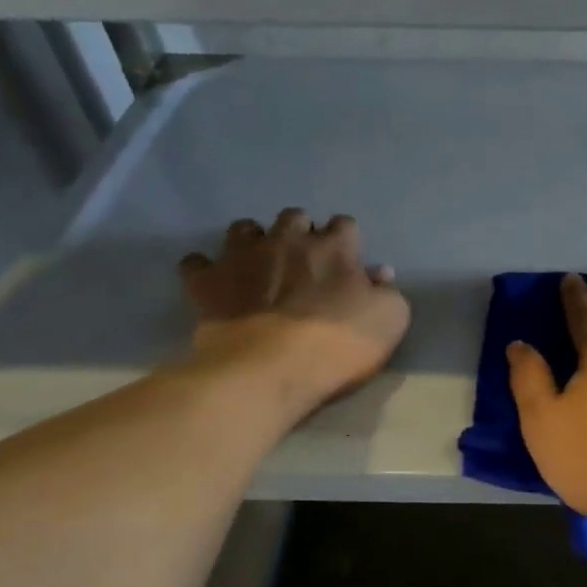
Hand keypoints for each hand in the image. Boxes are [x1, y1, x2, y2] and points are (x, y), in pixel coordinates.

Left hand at [179, 210, 408, 411]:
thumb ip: (388, 292)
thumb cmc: (339, 344)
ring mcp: (243, 258)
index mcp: (335, 248)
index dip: (347, 240)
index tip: (348, 261)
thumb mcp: (390, 320)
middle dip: (300, 232)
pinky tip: (214, 283)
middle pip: (294, 217)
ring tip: (259, 263)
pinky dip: (206, 269)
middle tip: (304, 262)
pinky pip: (196, 263)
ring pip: (244, 228)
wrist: (271, 369)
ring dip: (253, 240)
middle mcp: (288, 241)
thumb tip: (378, 274)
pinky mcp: (208, 283)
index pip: (345, 224)